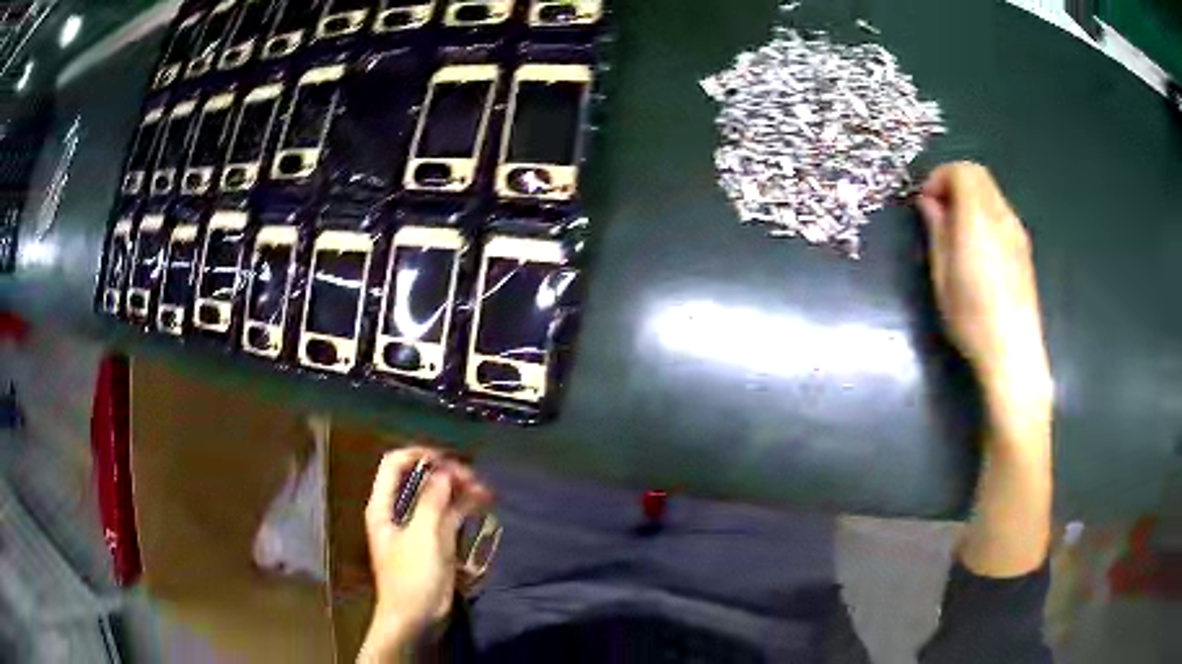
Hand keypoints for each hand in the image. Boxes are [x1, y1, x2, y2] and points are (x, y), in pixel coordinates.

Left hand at [359, 447, 491, 661]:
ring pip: (437, 498)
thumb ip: (432, 500)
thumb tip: (444, 471)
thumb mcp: (422, 536)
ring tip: (486, 491)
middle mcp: (398, 512)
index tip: (449, 459)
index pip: (395, 464)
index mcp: (384, 506)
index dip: (420, 455)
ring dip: (459, 491)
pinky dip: (463, 509)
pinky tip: (482, 505)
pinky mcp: (433, 543)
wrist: (415, 619)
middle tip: (475, 479)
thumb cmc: (412, 577)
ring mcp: (417, 527)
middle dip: (447, 474)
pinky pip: (448, 517)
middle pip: (419, 479)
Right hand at [916, 162, 1052, 434]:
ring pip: (991, 193)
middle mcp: (1001, 216)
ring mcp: (1016, 231)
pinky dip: (984, 214)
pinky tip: (977, 248)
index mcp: (978, 218)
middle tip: (938, 213)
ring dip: (969, 199)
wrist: (1014, 352)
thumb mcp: (942, 276)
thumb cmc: (972, 318)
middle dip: (953, 183)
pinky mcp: (1024, 248)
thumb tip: (928, 202)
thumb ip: (936, 230)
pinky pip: (1001, 213)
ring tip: (956, 233)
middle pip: (978, 175)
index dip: (939, 178)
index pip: (961, 170)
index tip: (925, 203)